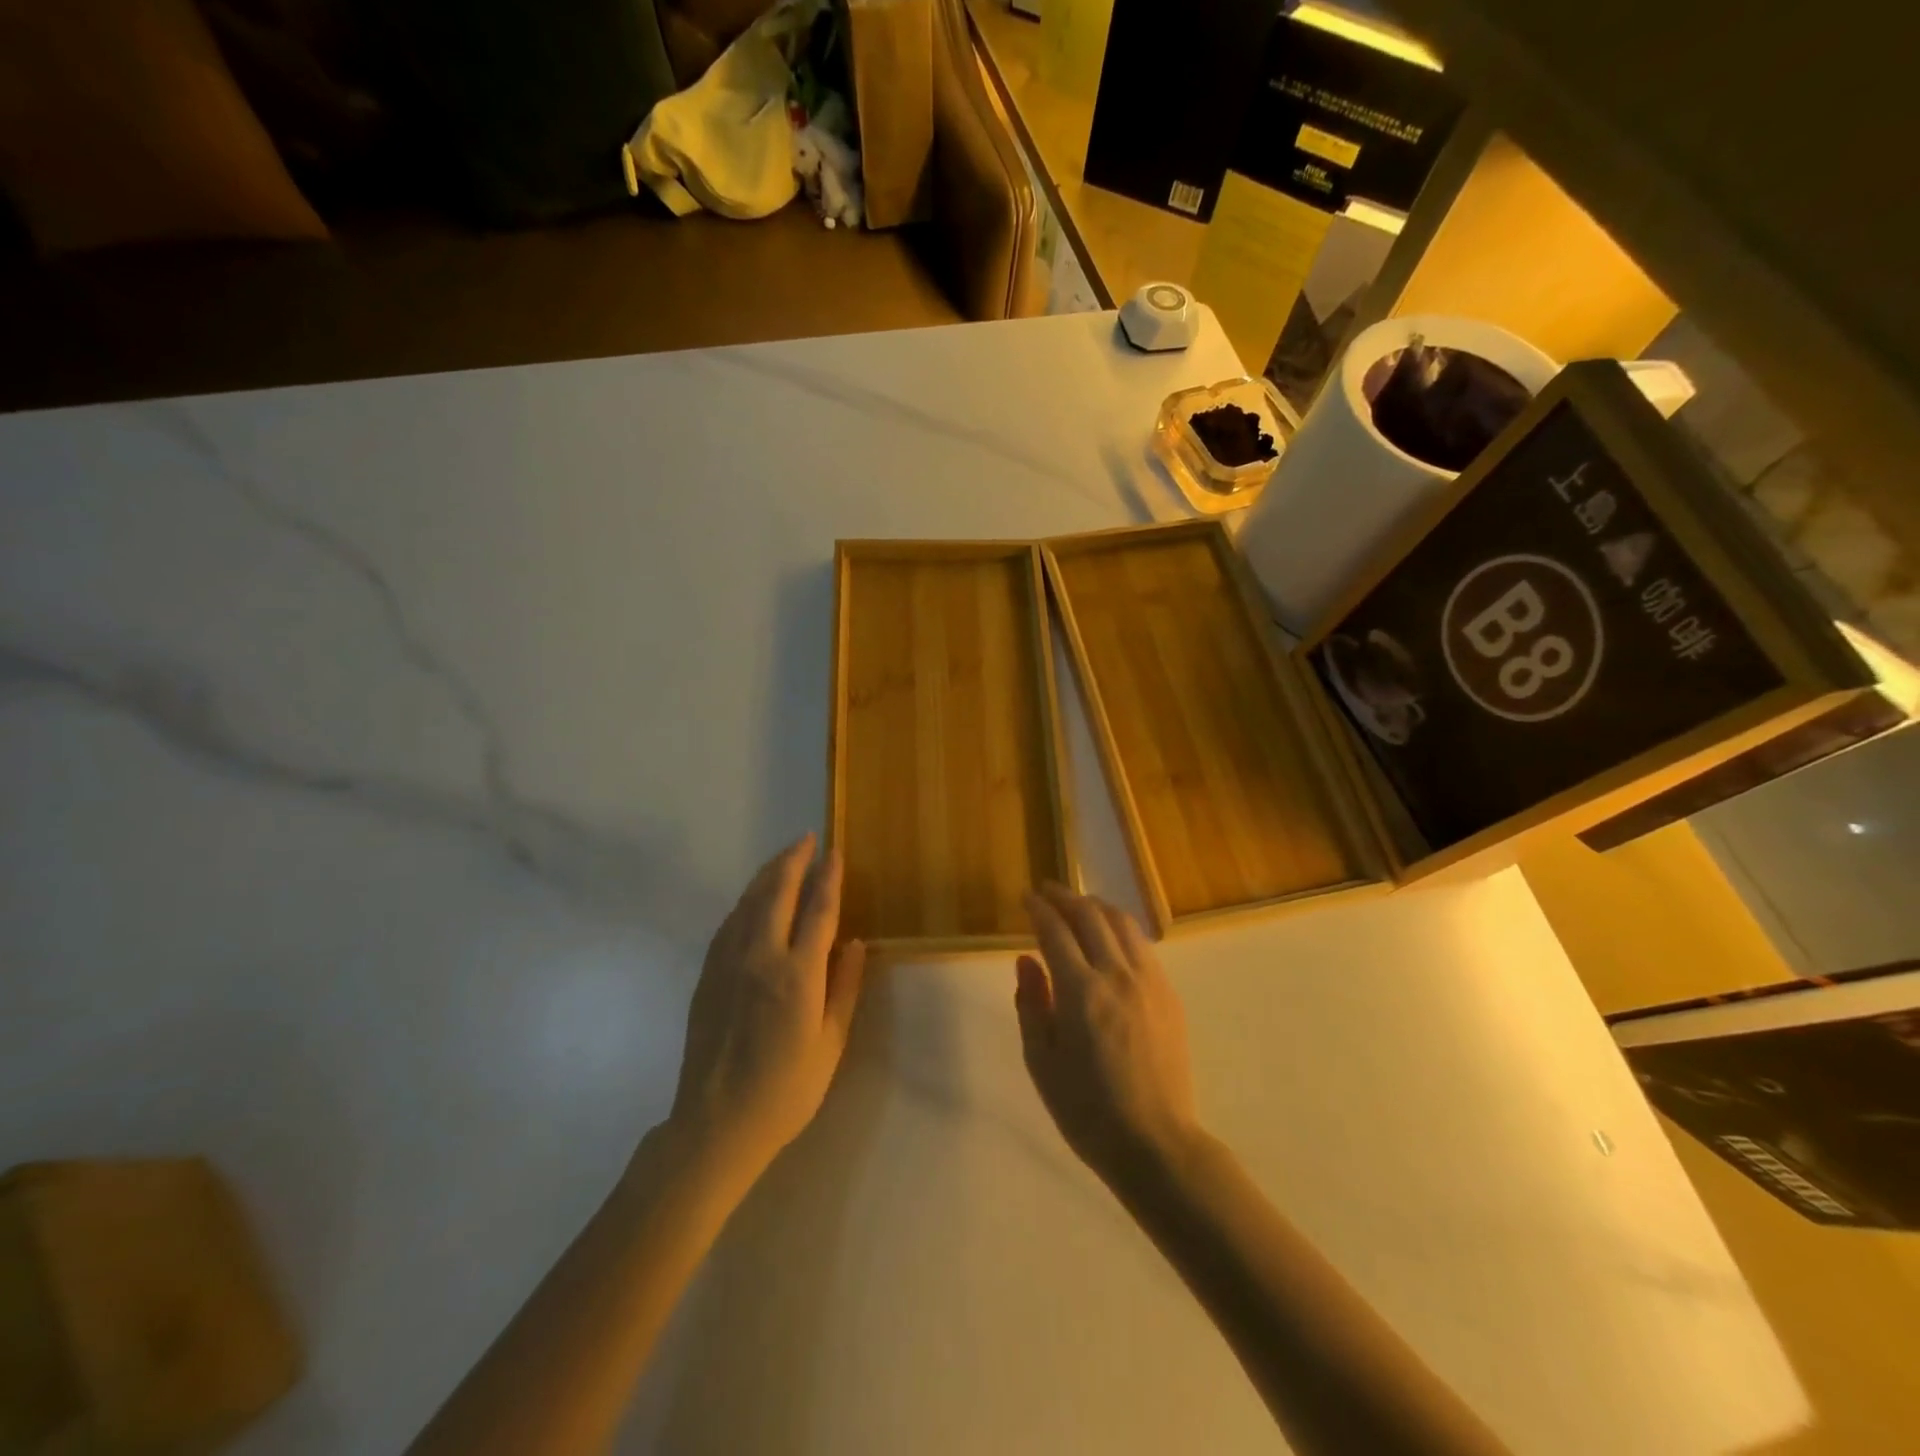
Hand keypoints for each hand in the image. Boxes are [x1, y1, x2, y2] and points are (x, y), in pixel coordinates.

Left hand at [667, 833, 866, 1184]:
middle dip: (793, 861)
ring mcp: (728, 964)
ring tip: (783, 858)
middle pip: (777, 892)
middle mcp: (760, 958)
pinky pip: (729, 924)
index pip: (818, 910)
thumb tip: (853, 943)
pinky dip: (745, 901)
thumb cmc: (785, 1090)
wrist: (716, 1124)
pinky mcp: (707, 975)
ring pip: (748, 902)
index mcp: (797, 975)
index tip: (835, 853)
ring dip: (767, 874)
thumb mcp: (830, 1045)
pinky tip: (753, 899)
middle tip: (807, 840)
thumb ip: (844, 989)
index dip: (829, 878)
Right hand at [1016, 883, 1200, 1189]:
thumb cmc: (1086, 1109)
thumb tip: (1026, 959)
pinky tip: (1110, 937)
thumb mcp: (1042, 1061)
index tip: (1026, 898)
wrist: (1155, 1143)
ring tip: (1078, 905)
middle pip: (1090, 916)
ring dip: (1096, 906)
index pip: (1055, 931)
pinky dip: (1120, 928)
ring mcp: (1149, 982)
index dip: (1039, 909)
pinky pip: (1142, 945)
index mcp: (1081, 991)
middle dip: (1065, 897)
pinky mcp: (1169, 994)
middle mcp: (1117, 975)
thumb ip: (1031, 1003)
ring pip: (1122, 922)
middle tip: (1047, 891)